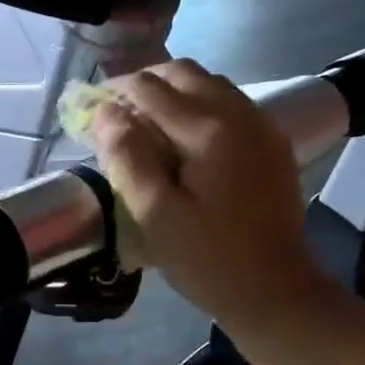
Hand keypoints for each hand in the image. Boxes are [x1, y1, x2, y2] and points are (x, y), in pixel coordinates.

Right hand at [90, 59, 329, 331]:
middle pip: (184, 73)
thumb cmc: (208, 260)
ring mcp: (261, 126)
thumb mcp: (155, 215)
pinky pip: (229, 103)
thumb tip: (104, 113)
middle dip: (143, 83)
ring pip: (209, 84)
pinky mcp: (271, 144)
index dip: (114, 91)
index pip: (150, 88)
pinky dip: (197, 104)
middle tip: (113, 112)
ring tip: (142, 121)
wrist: (276, 291)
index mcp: (208, 131)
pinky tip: (181, 136)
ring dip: (171, 91)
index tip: (88, 108)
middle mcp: (239, 115)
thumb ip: (128, 158)